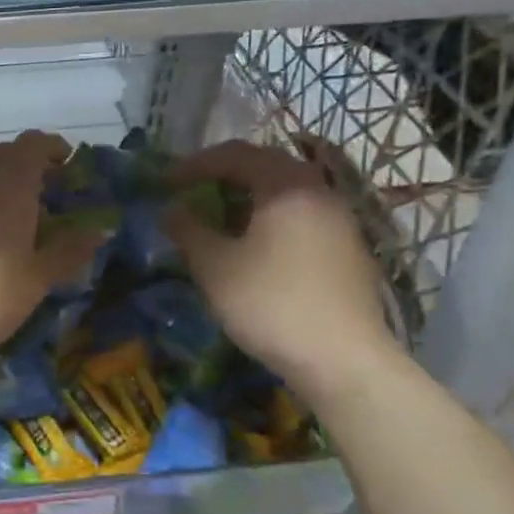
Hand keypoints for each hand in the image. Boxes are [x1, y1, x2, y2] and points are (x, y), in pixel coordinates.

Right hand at [164, 140, 393, 399]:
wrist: (342, 360)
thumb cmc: (270, 303)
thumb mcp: (214, 266)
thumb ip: (188, 230)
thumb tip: (170, 209)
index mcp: (286, 185)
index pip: (235, 154)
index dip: (194, 164)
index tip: (165, 182)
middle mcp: (319, 191)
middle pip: (266, 165)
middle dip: (224, 174)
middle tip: (193, 191)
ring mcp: (340, 219)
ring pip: (287, 191)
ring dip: (249, 196)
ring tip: (220, 217)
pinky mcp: (349, 248)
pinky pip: (302, 215)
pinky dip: (271, 217)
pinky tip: (256, 245)